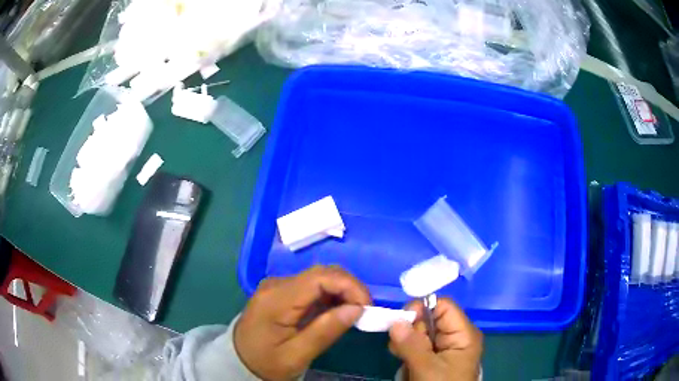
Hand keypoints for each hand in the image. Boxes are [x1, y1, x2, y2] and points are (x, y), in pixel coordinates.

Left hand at [234, 265, 370, 379]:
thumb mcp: (296, 355)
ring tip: (353, 313)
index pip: (320, 277)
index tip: (367, 307)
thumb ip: (325, 331)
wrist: (239, 359)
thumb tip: (357, 309)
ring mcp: (278, 285)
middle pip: (322, 272)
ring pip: (320, 277)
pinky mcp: (282, 291)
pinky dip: (331, 295)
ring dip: (342, 291)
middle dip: (349, 287)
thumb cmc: (266, 362)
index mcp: (277, 299)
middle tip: (364, 312)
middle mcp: (277, 284)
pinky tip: (337, 311)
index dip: (349, 286)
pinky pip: (313, 286)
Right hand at [388, 298, 482, 380]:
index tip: (401, 321)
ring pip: (419, 332)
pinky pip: (416, 345)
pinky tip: (405, 363)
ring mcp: (443, 348)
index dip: (422, 308)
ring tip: (404, 359)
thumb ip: (412, 345)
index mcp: (463, 333)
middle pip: (429, 318)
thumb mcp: (428, 369)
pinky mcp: (433, 357)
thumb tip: (394, 321)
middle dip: (411, 330)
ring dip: (406, 343)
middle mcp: (455, 336)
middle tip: (401, 347)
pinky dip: (406, 351)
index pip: (443, 306)